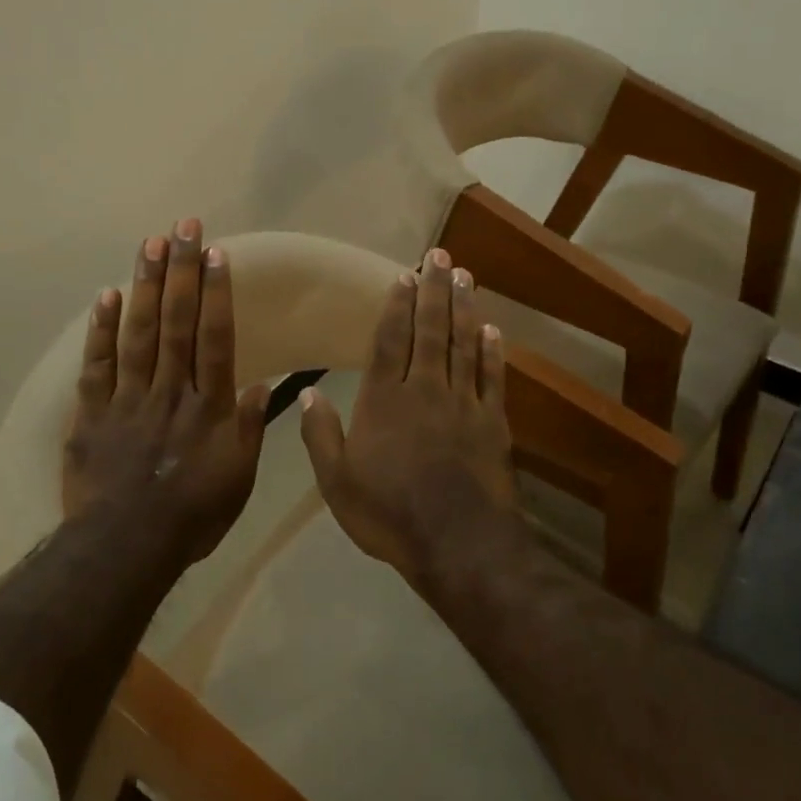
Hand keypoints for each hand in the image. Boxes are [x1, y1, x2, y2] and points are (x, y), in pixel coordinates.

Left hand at [62, 219, 270, 565]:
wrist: (125, 547)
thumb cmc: (193, 516)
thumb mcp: (238, 479)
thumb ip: (248, 430)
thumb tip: (260, 386)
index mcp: (208, 408)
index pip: (215, 340)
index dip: (216, 294)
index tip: (216, 254)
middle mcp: (170, 392)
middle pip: (177, 324)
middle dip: (182, 272)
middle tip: (183, 227)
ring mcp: (128, 400)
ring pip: (138, 334)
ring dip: (145, 286)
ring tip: (149, 244)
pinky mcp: (93, 414)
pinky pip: (97, 366)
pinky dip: (101, 330)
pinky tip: (106, 295)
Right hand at [298, 247, 519, 586]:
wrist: (457, 543)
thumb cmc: (389, 514)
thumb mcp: (337, 483)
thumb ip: (321, 436)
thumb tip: (307, 394)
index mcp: (384, 401)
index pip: (389, 341)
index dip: (395, 306)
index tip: (402, 275)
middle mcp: (424, 390)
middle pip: (430, 331)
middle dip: (432, 291)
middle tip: (438, 256)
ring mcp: (463, 403)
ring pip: (463, 344)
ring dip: (463, 308)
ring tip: (464, 276)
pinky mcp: (493, 422)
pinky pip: (492, 377)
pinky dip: (493, 351)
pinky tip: (492, 329)